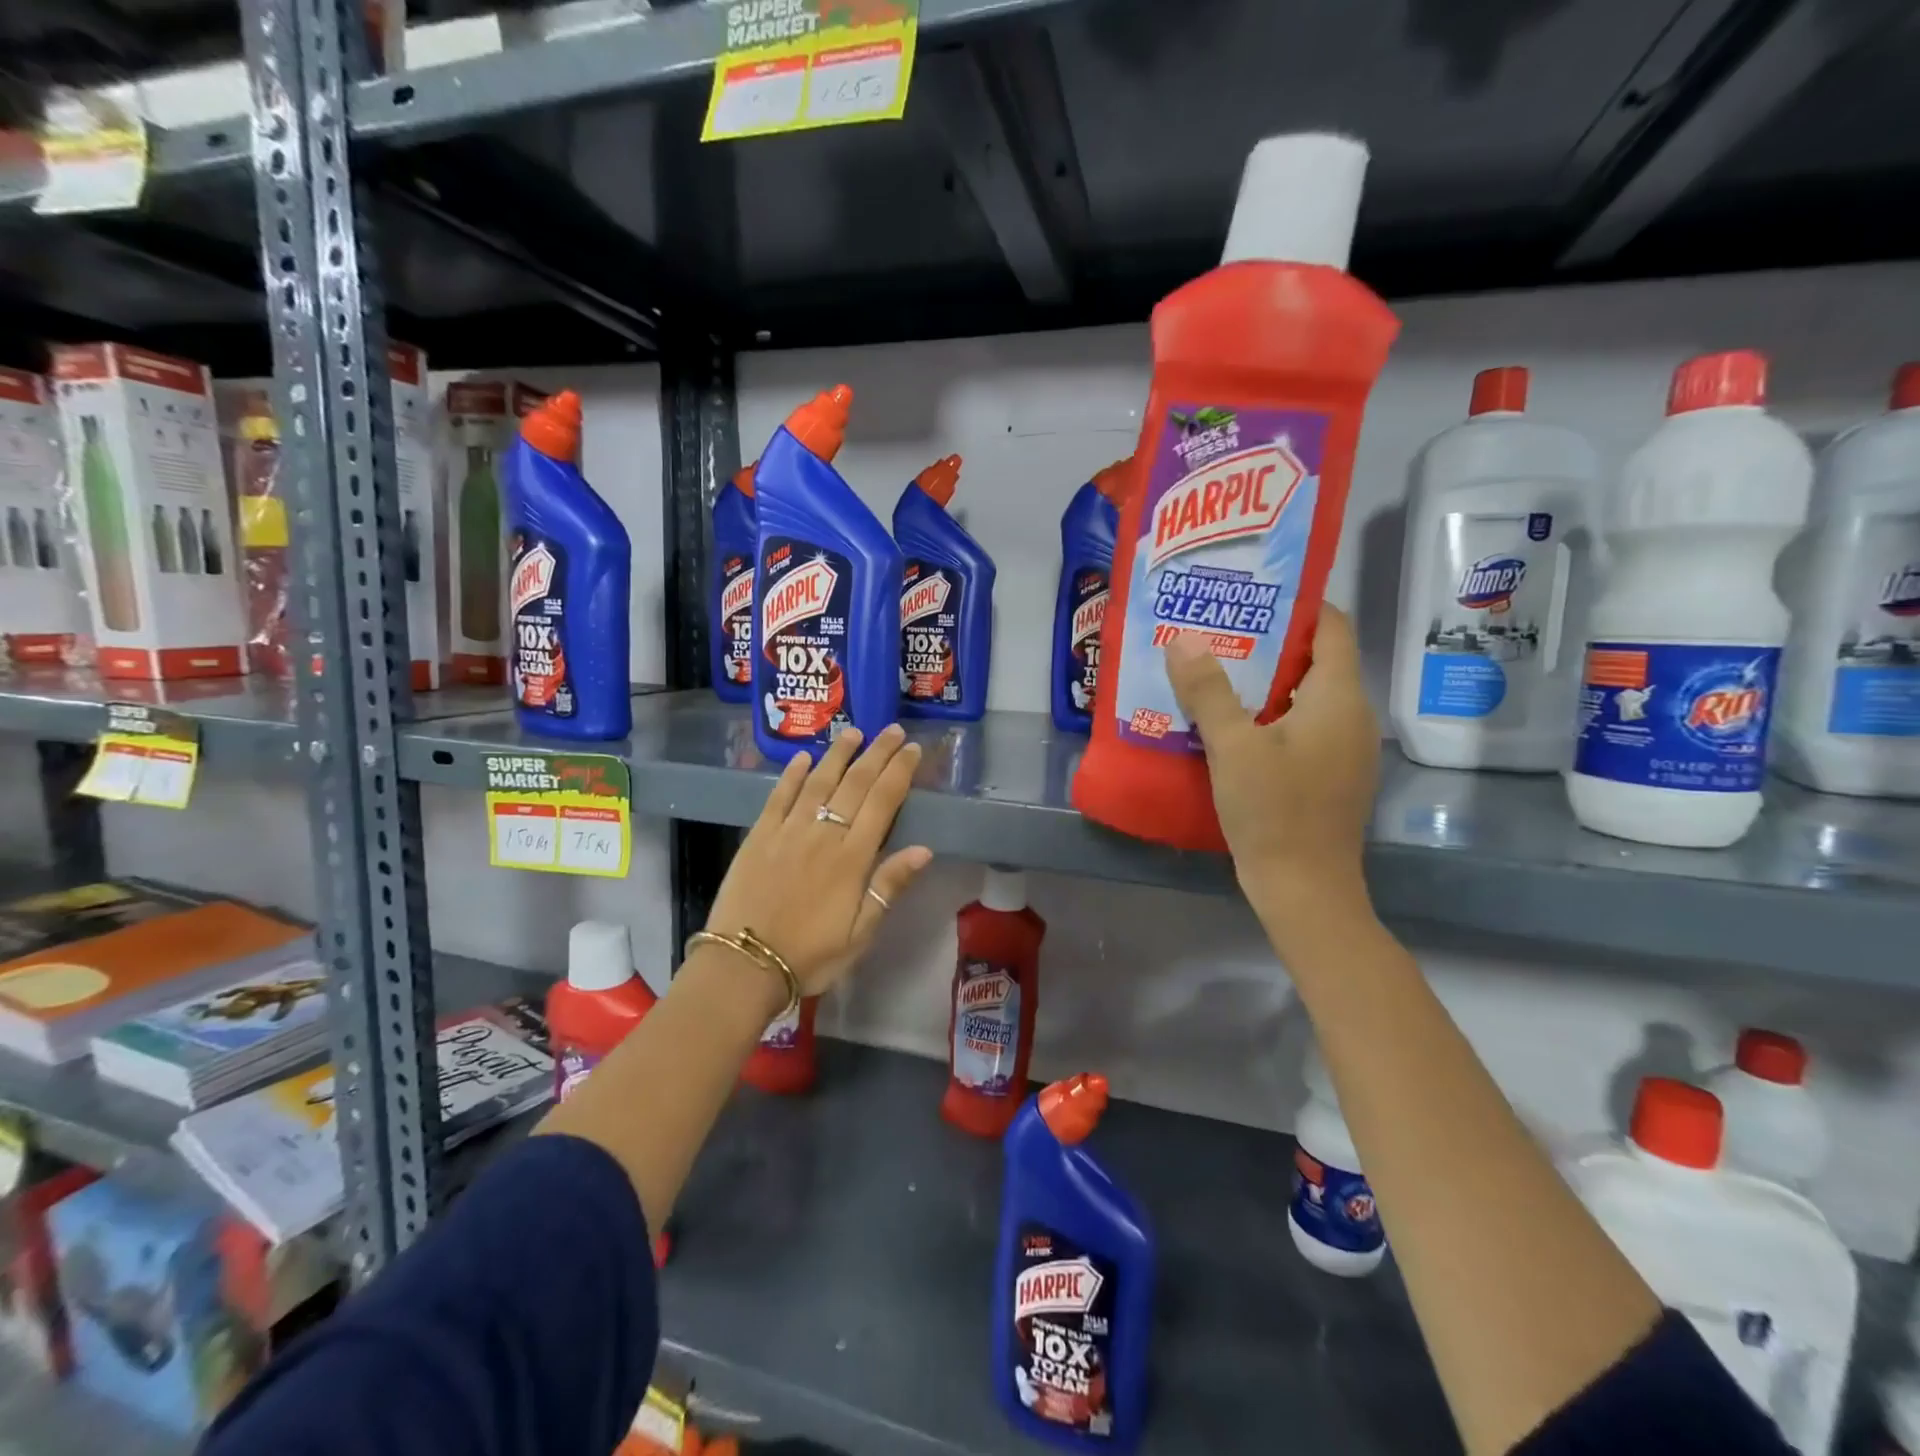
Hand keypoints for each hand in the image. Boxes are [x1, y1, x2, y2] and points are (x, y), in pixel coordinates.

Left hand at [704, 725, 932, 997]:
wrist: (743, 966)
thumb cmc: (810, 955)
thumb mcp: (859, 934)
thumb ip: (888, 887)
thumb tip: (924, 849)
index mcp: (852, 858)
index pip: (882, 802)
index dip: (899, 772)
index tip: (912, 749)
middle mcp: (822, 835)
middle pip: (855, 784)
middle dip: (876, 753)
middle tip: (892, 729)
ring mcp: (787, 832)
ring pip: (818, 782)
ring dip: (838, 754)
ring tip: (854, 732)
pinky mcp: (759, 836)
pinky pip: (778, 796)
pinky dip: (792, 775)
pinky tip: (803, 758)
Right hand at [1164, 607, 1378, 933]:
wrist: (1304, 889)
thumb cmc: (1274, 810)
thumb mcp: (1233, 746)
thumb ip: (1208, 690)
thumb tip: (1182, 640)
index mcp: (1339, 698)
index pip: (1331, 628)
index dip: (1297, 605)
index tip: (1249, 596)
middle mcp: (1352, 716)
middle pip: (1316, 661)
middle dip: (1268, 643)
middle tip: (1217, 631)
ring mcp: (1344, 749)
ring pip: (1306, 697)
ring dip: (1265, 682)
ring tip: (1215, 671)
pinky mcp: (1329, 775)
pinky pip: (1302, 727)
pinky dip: (1270, 716)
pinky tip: (1229, 724)